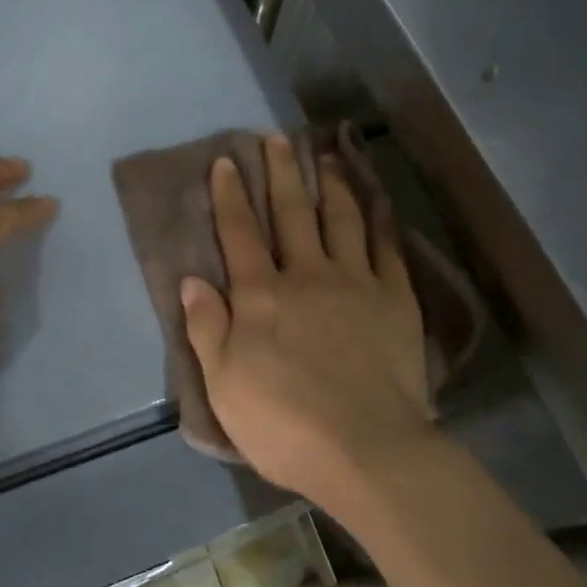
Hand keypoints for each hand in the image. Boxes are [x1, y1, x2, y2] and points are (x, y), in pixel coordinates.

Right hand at [180, 134, 435, 507]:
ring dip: (331, 182)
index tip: (226, 160)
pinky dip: (380, 217)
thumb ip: (206, 327)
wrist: (365, 449)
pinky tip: (377, 197)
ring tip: (324, 153)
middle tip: (276, 137)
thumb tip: (192, 280)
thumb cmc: (283, 423)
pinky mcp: (394, 299)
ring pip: (341, 218)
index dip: (229, 194)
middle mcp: (306, 275)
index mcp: (260, 295)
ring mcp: (355, 283)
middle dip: (280, 173)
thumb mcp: (223, 384)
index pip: (240, 232)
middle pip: (291, 213)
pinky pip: (387, 247)